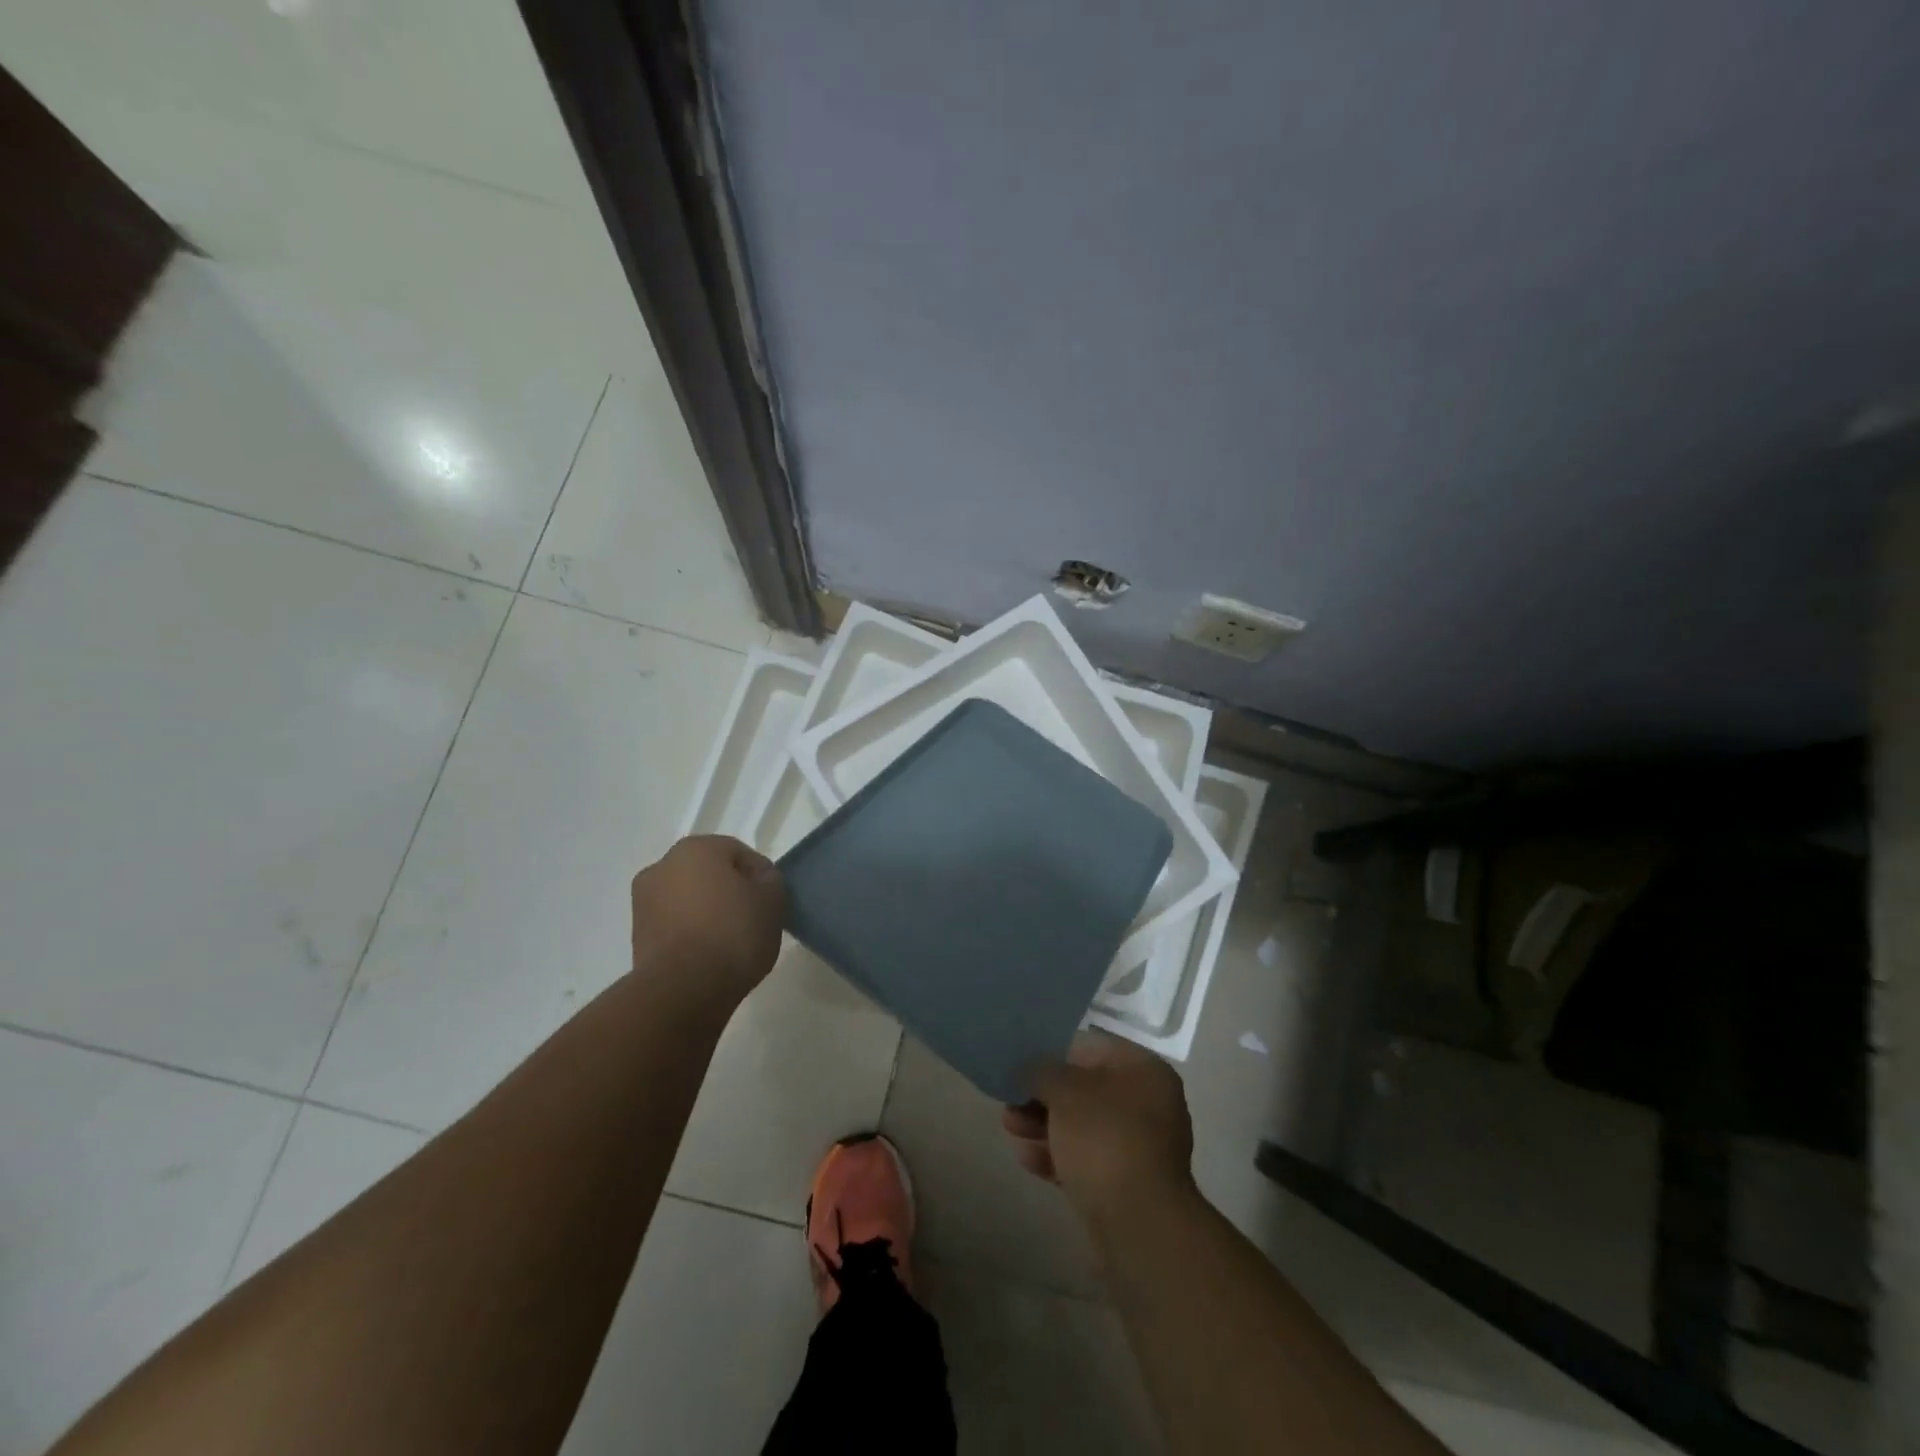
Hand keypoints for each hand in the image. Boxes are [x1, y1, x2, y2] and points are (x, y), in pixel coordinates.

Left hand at [630, 836, 786, 1010]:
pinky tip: (710, 956)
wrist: (683, 990)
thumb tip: (758, 880)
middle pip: (709, 874)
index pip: (739, 853)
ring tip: (731, 942)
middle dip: (730, 892)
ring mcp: (643, 902)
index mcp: (695, 849)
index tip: (771, 902)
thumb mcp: (773, 901)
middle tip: (753, 919)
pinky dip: (692, 934)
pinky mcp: (637, 937)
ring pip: (689, 900)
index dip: (760, 876)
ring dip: (708, 913)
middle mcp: (662, 867)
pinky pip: (675, 926)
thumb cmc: (733, 933)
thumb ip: (770, 880)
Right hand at [1003, 1031, 1195, 1215]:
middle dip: (1043, 1095)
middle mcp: (1148, 1102)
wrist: (1138, 1225)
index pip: (1090, 1047)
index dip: (1051, 1051)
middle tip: (1010, 1100)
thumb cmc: (1104, 1138)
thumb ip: (1043, 1071)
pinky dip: (1057, 1155)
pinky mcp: (1127, 1182)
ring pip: (1082, 1125)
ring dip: (1044, 1125)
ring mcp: (1140, 1145)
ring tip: (1010, 1128)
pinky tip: (1026, 1158)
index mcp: (1143, 1069)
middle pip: (1084, 1088)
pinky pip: (1087, 1158)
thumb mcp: (1065, 1091)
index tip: (1020, 1062)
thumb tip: (1032, 1070)